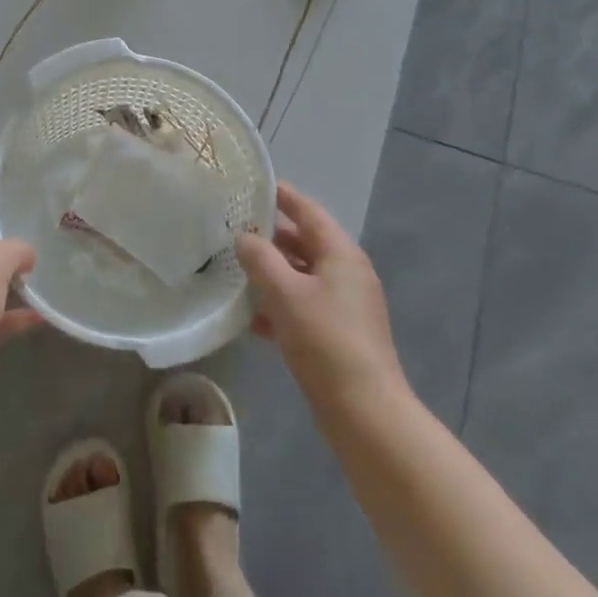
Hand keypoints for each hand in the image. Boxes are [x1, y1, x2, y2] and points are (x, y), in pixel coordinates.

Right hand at [235, 182, 402, 403]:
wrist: (364, 410)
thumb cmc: (325, 339)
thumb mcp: (285, 292)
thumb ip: (261, 259)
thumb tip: (245, 238)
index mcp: (341, 254)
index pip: (308, 212)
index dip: (283, 196)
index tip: (255, 185)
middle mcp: (347, 273)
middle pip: (305, 243)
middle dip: (271, 236)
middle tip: (233, 228)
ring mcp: (345, 306)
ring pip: (302, 277)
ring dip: (272, 273)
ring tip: (235, 268)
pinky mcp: (338, 335)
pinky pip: (304, 307)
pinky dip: (279, 306)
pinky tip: (251, 319)